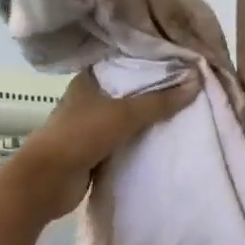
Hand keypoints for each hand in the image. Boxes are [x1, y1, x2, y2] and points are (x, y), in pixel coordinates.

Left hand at [9, 69, 200, 219]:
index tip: (181, 64)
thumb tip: (196, 81)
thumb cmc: (80, 136)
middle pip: (128, 93)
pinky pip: (125, 143)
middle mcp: (89, 100)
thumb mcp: (124, 114)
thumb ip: (160, 101)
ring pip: (127, 120)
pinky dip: (141, 143)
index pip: (124, 64)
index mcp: (88, 81)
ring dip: (149, 121)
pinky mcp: (95, 152)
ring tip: (185, 114)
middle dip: (155, 94)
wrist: (47, 181)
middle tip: (190, 90)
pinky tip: (165, 141)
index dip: (150, 64)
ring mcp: (91, 127)